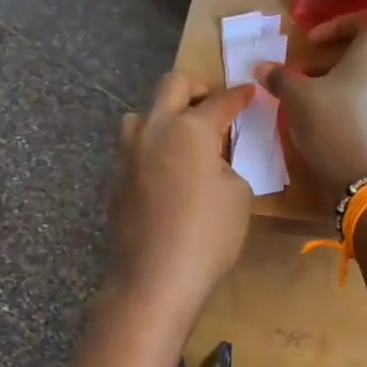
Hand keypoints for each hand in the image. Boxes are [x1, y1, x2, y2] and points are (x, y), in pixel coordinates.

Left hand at [107, 73, 256, 320]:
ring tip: (184, 137)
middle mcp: (154, 130)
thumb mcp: (238, 196)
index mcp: (189, 128)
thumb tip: (211, 163)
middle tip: (214, 102)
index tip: (249, 93)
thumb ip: (227, 165)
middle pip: (171, 86)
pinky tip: (168, 172)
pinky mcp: (116, 180)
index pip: (220, 101)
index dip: (239, 96)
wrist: (153, 280)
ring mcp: (128, 154)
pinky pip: (135, 148)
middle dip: (196, 87)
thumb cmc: (207, 236)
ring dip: (165, 114)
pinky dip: (154, 148)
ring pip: (143, 114)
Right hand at [256, 12, 366, 194]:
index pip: (363, 18)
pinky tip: (349, 132)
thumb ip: (281, 78)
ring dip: (353, 87)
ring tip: (326, 108)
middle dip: (337, 62)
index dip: (334, 27)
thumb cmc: (334, 127)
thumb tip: (262, 67)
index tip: (310, 44)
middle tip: (309, 80)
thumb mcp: (298, 100)